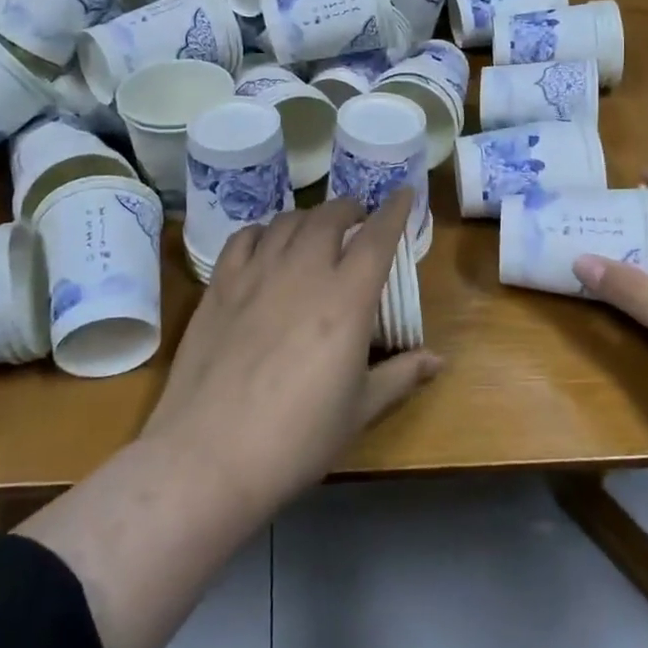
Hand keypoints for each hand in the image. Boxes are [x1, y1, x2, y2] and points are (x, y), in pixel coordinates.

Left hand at [144, 190, 442, 515]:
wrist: (209, 454)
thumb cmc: (296, 439)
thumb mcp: (359, 411)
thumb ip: (400, 375)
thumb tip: (437, 359)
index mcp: (345, 299)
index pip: (377, 237)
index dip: (393, 210)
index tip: (403, 193)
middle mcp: (303, 272)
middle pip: (330, 217)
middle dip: (350, 209)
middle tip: (358, 218)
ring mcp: (256, 274)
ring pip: (288, 221)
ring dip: (310, 217)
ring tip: (316, 229)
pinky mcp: (220, 285)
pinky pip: (245, 238)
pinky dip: (264, 231)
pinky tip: (267, 243)